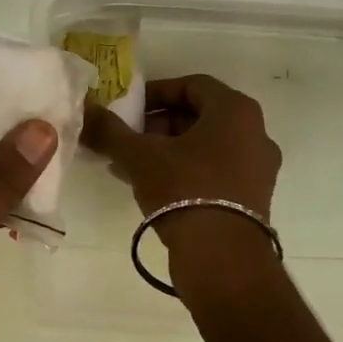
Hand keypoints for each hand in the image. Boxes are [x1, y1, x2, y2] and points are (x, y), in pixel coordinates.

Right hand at [81, 73, 282, 260]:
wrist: (222, 257)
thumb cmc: (184, 189)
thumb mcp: (140, 156)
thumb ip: (110, 130)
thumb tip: (84, 108)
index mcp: (235, 110)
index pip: (192, 85)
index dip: (156, 93)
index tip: (128, 109)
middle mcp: (255, 133)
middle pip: (200, 116)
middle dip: (159, 125)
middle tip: (128, 138)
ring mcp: (258, 168)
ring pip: (206, 146)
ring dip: (168, 150)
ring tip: (132, 165)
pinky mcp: (253, 198)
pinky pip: (215, 171)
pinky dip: (185, 171)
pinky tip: (152, 187)